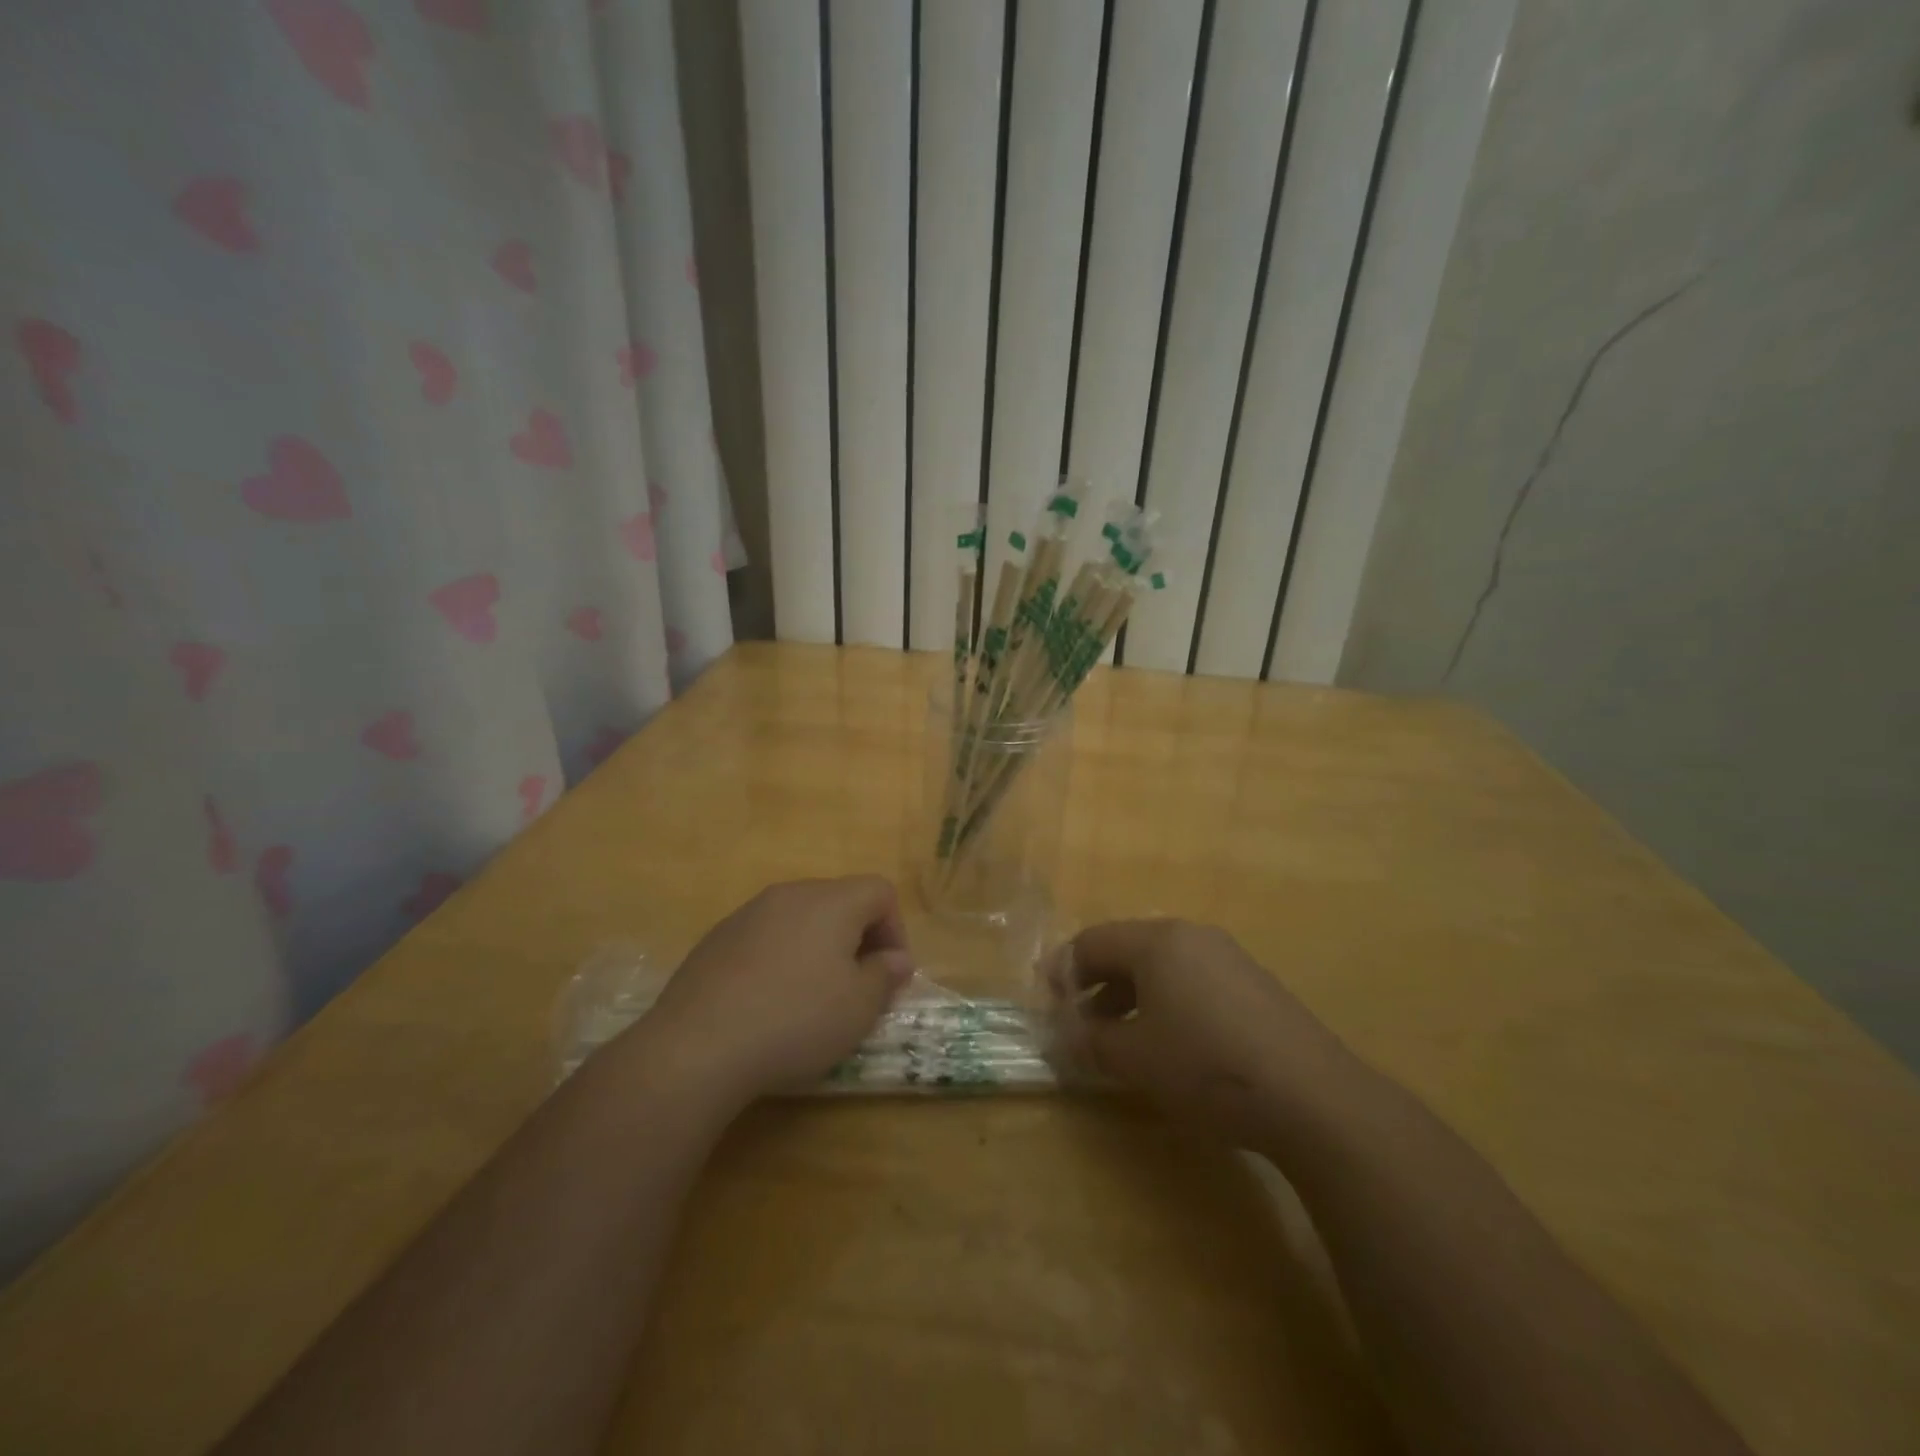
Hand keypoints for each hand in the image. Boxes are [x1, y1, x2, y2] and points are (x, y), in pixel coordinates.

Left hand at [634, 877, 914, 1106]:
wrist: (697, 1046)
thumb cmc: (795, 1021)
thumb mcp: (859, 1007)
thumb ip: (886, 975)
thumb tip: (896, 958)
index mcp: (831, 901)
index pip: (880, 891)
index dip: (896, 930)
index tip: (890, 974)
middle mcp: (790, 894)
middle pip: (840, 900)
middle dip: (858, 938)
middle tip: (857, 987)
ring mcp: (748, 914)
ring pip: (800, 918)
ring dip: (818, 948)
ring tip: (812, 997)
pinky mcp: (716, 938)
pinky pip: (766, 937)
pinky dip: (780, 959)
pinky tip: (768, 1002)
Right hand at [1045, 919, 1361, 1149]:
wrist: (1311, 1096)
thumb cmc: (1205, 1065)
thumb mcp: (1134, 1058)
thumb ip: (1090, 1041)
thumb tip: (1065, 1035)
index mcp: (1157, 941)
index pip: (1092, 942)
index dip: (1063, 970)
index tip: (1047, 1003)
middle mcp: (1192, 937)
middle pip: (1127, 949)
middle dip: (1097, 985)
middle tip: (1080, 1022)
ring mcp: (1229, 959)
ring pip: (1162, 967)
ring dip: (1131, 997)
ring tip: (1121, 1038)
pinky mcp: (1255, 986)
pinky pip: (1194, 982)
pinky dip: (1167, 1004)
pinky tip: (1171, 1044)